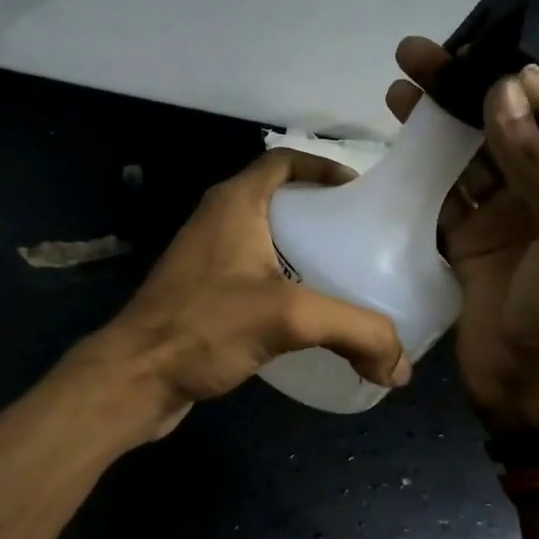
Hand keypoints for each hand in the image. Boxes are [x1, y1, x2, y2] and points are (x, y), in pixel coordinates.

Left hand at [95, 149, 410, 433]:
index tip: (359, 191)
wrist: (135, 376)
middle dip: (320, 212)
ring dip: (301, 249)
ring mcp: (206, 257)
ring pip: (265, 238)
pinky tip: (307, 312)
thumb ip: (355, 331)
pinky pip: (252, 272)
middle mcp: (217, 220)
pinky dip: (283, 280)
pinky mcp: (202, 292)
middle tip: (361, 238)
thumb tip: (403, 368)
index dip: (322, 167)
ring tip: (345, 273)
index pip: (282, 161)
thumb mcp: (289, 318)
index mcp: (234, 203)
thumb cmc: (204, 326)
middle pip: (278, 199)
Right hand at [386, 37, 538, 432]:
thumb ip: (538, 162)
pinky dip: (416, 168)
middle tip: (414, 56)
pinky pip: (438, 193)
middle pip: (500, 122)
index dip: (517, 81)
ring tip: (396, 90)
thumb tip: (500, 90)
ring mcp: (499, 214)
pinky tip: (391, 146)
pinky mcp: (463, 239)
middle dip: (461, 88)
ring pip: (463, 154)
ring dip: (433, 123)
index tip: (472, 64)